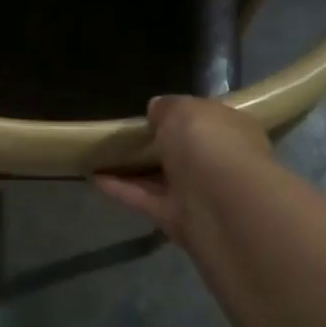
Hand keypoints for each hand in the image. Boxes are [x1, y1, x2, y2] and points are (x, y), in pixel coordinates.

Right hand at [93, 95, 273, 241]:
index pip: (206, 118)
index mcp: (230, 129)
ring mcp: (198, 192)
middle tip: (124, 134)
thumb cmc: (209, 144)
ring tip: (102, 155)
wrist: (223, 206)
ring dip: (135, 168)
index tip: (152, 112)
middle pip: (184, 150)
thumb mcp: (183, 110)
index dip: (181, 114)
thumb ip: (167, 107)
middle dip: (159, 143)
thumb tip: (156, 110)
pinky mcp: (177, 219)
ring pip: (162, 177)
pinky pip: (145, 199)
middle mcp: (218, 161)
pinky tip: (95, 177)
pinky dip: (121, 190)